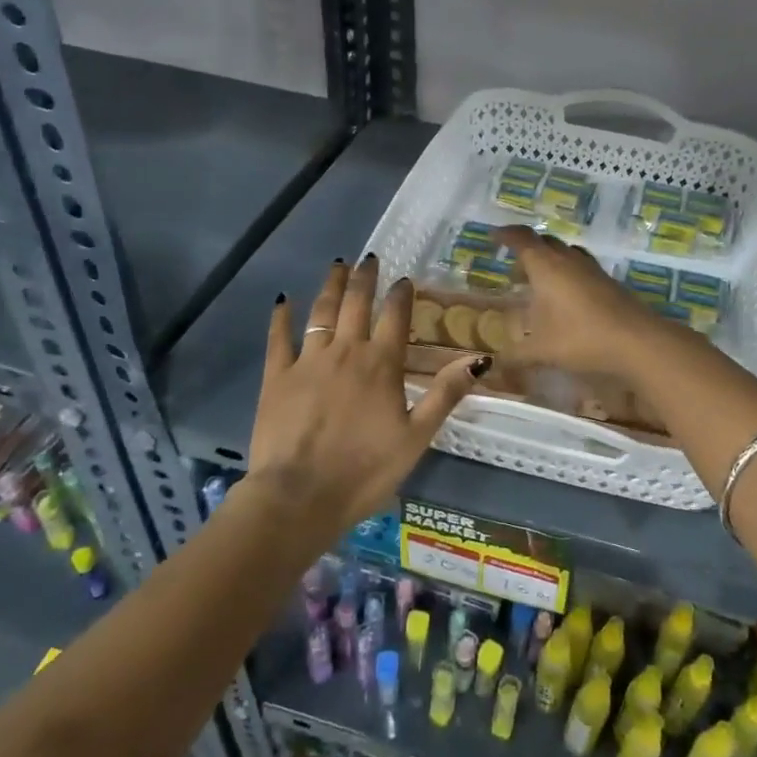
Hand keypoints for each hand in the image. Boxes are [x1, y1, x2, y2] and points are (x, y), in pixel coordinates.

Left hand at [250, 256, 485, 537]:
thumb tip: (480, 358)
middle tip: (369, 259)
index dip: (401, 294)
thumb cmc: (365, 470)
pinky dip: (281, 317)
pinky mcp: (276, 377)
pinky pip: (279, 338)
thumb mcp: (417, 437)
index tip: (404, 279)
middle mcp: (346, 351)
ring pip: (322, 312)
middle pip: (356, 303)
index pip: (396, 316)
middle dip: (365, 278)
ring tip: (337, 266)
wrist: (298, 497)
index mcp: (382, 364)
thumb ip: (446, 394)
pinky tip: (284, 301)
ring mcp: (308, 361)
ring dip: (331, 286)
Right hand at [495, 226, 673, 376]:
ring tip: (540, 285)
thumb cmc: (580, 338)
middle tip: (515, 271)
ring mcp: (592, 270)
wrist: (637, 341)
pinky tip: (567, 300)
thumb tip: (495, 364)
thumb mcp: (541, 351)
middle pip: (545, 243)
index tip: (494, 236)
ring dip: (550, 262)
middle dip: (528, 251)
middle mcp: (568, 260)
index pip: (522, 239)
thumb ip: (515, 356)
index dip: (506, 235)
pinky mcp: (609, 283)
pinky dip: (568, 276)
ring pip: (566, 254)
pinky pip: (582, 269)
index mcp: (546, 266)